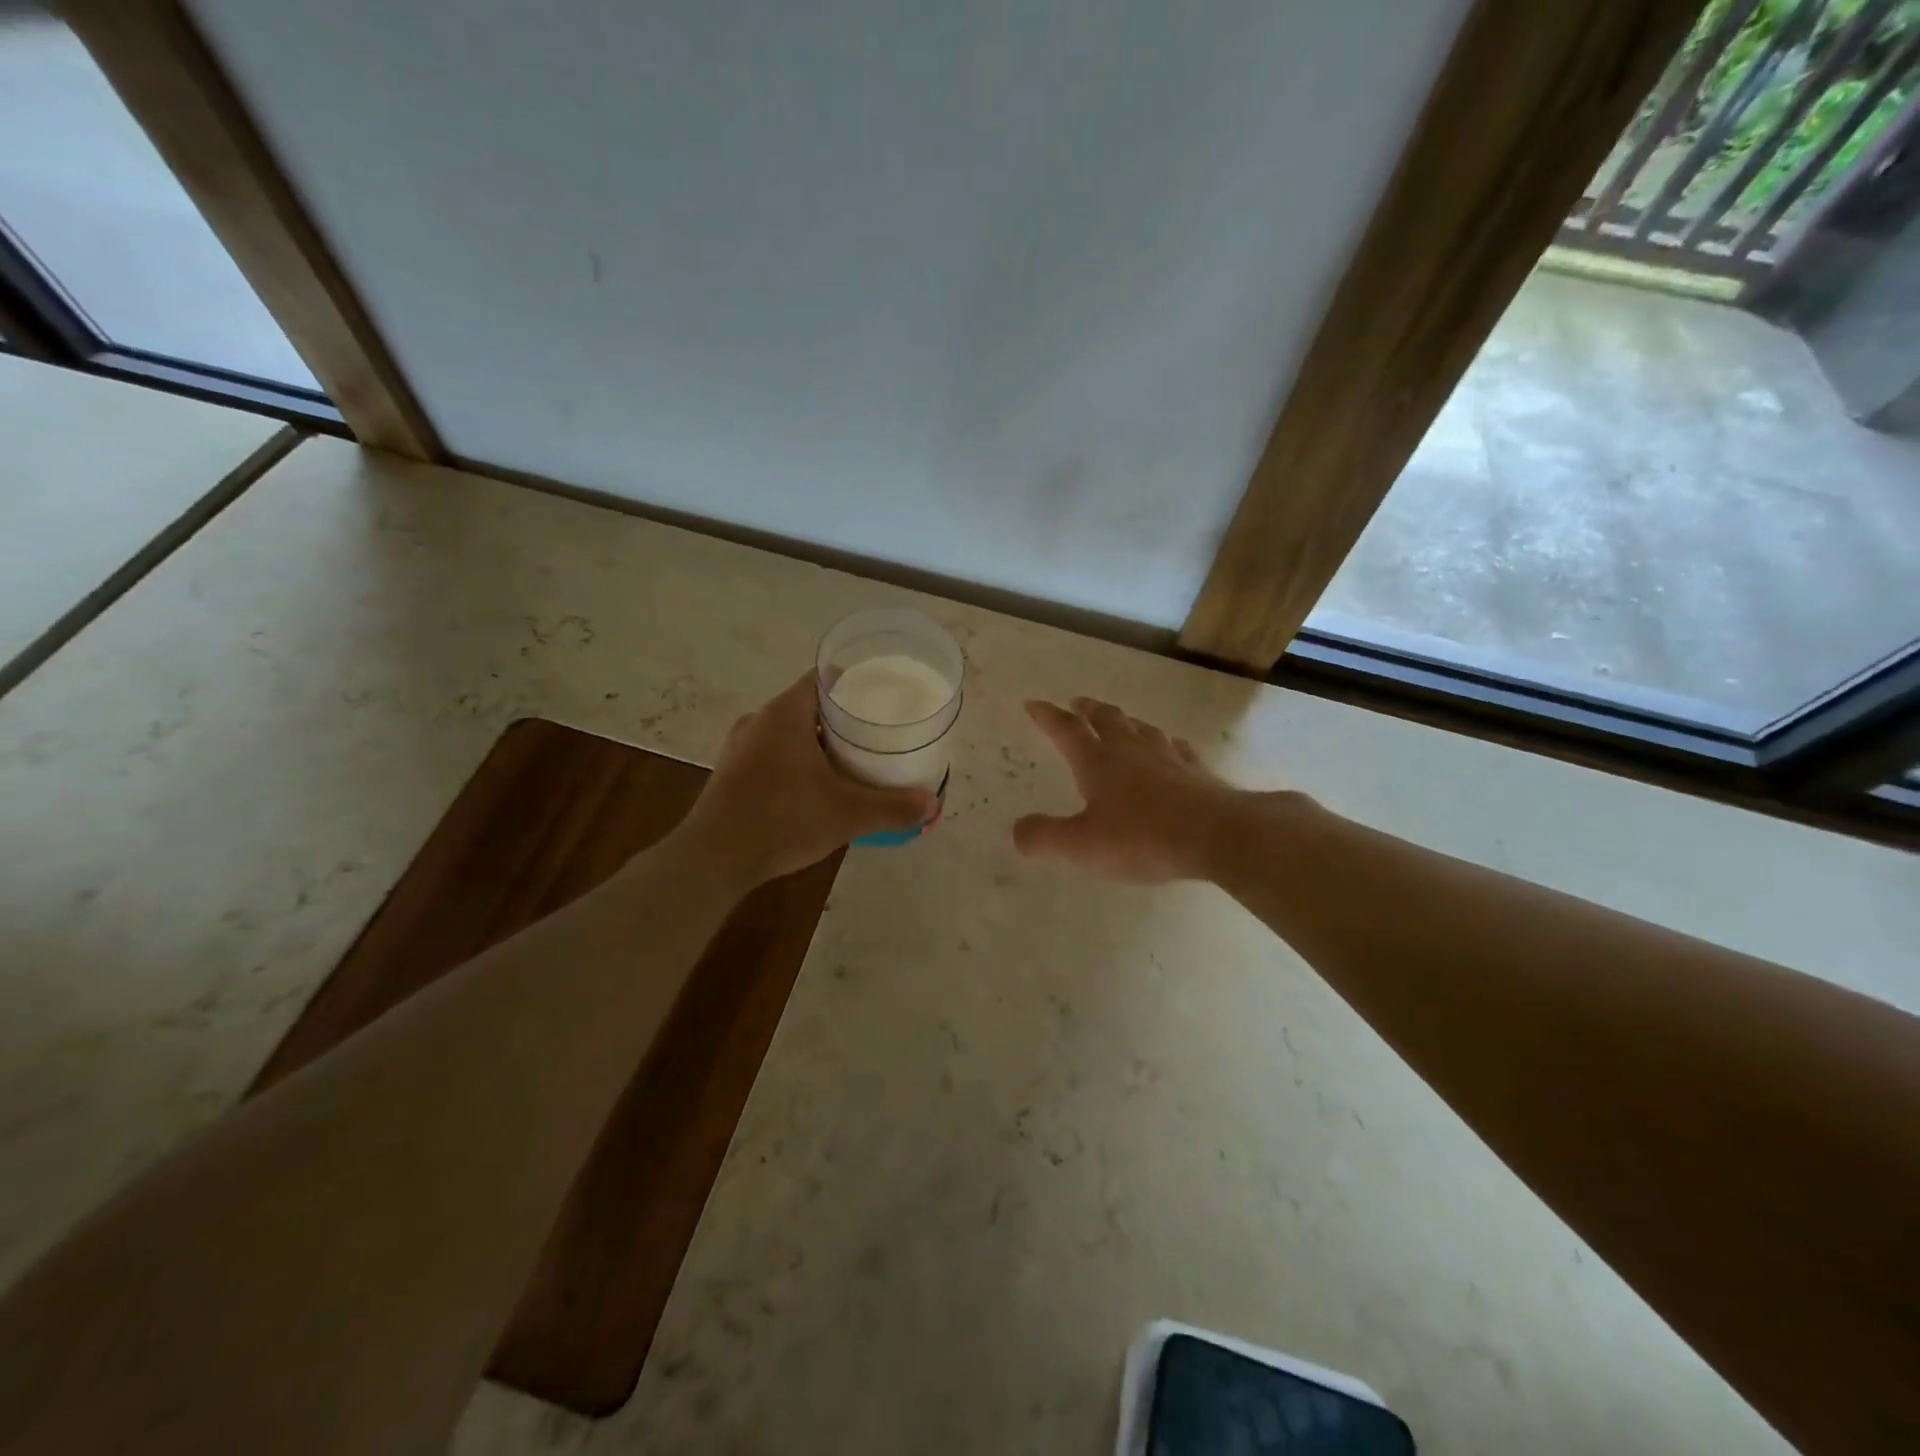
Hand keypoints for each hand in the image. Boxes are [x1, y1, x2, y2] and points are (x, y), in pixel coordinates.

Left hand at [677, 674, 937, 885]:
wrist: (713, 860)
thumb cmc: (782, 820)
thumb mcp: (847, 814)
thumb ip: (892, 807)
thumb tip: (932, 804)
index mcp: (785, 713)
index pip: (824, 678)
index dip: (855, 681)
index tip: (883, 693)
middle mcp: (759, 720)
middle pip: (810, 705)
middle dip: (843, 717)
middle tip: (877, 730)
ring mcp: (741, 747)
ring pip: (790, 731)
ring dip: (819, 741)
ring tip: (853, 758)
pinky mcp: (732, 772)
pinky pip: (774, 753)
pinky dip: (799, 760)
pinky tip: (818, 785)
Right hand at [1014, 698, 1251, 882]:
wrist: (1219, 835)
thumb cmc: (1143, 838)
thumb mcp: (1082, 846)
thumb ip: (1045, 838)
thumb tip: (1017, 831)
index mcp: (1099, 763)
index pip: (1067, 730)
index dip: (1048, 716)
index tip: (1033, 703)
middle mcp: (1132, 752)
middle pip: (1108, 720)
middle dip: (1088, 710)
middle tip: (1078, 702)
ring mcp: (1169, 759)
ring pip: (1143, 730)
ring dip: (1126, 721)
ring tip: (1121, 720)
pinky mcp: (1197, 774)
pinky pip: (1178, 750)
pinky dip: (1167, 744)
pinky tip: (1172, 748)